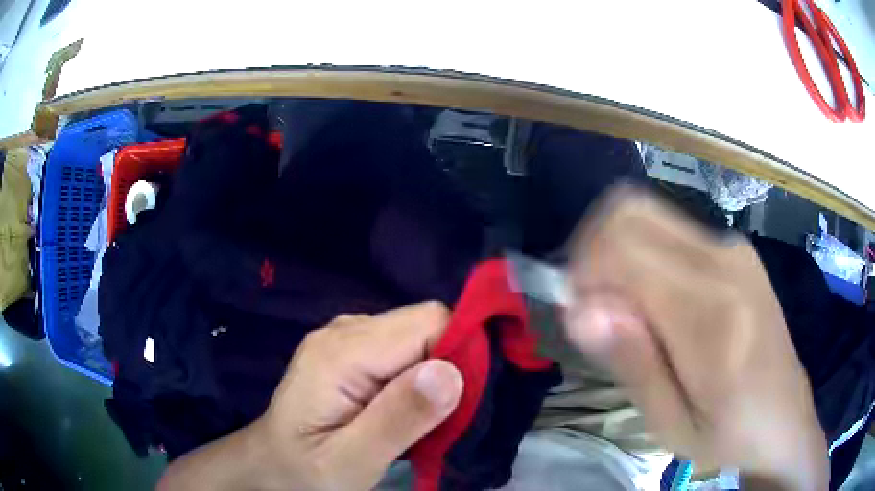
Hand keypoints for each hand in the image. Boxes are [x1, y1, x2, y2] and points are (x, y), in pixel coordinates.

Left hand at [157, 302, 463, 490]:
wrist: (271, 465)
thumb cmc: (305, 471)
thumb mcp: (351, 460)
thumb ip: (398, 419)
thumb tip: (451, 372)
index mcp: (340, 352)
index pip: (428, 322)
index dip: (459, 353)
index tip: (465, 400)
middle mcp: (343, 331)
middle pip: (424, 324)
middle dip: (449, 364)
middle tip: (442, 418)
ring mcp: (345, 338)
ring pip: (417, 335)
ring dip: (434, 373)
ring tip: (421, 418)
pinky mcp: (351, 351)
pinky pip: (403, 348)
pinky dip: (417, 375)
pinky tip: (403, 407)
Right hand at [564, 187, 827, 489]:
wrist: (785, 414)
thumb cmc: (729, 433)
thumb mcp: (671, 424)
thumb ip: (632, 363)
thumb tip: (580, 309)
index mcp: (712, 317)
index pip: (624, 248)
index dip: (583, 271)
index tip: (579, 314)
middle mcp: (725, 264)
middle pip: (632, 213)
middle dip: (594, 251)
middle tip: (596, 308)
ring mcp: (734, 249)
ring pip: (648, 215)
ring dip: (619, 254)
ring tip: (628, 315)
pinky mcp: (736, 249)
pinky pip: (670, 230)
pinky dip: (644, 256)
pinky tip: (657, 303)